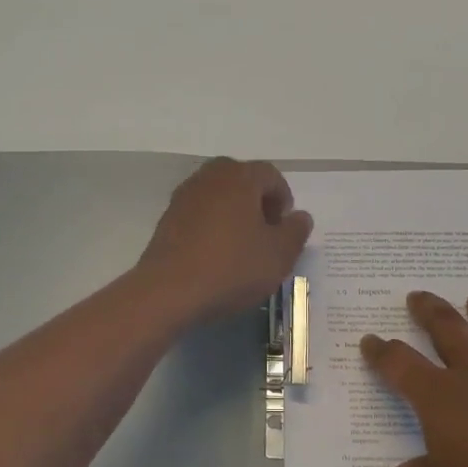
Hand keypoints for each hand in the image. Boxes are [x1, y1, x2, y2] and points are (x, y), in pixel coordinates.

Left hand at [135, 158, 312, 324]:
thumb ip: (295, 232)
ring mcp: (184, 196)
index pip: (271, 175)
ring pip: (218, 195)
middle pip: (242, 180)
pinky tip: (216, 254)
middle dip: (257, 202)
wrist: (168, 291)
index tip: (285, 228)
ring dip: (233, 213)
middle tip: (265, 232)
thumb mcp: (278, 255)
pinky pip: (199, 212)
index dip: (284, 199)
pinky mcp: (167, 218)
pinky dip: (212, 225)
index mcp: (240, 177)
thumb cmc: (232, 268)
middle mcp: (210, 177)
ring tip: (241, 246)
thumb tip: (300, 217)